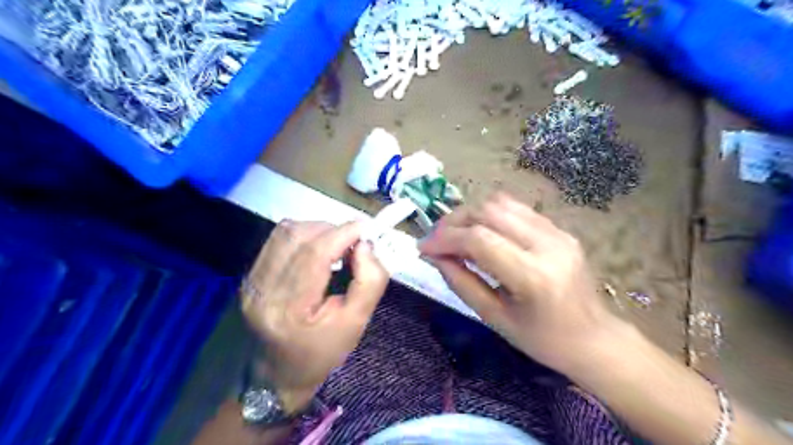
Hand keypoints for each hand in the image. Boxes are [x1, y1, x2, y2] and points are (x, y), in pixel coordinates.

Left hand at [243, 221, 388, 412]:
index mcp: (289, 309)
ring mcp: (251, 281)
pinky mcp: (249, 275)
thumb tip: (366, 244)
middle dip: (333, 230)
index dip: (344, 233)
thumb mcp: (357, 323)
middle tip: (353, 243)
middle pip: (298, 236)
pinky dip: (303, 236)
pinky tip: (316, 250)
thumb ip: (370, 281)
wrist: (278, 375)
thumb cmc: (322, 353)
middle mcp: (262, 289)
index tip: (367, 229)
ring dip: (317, 230)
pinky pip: (278, 240)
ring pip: (286, 232)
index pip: (315, 253)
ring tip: (336, 246)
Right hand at [418, 194, 621, 373]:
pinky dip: (490, 215)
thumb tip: (434, 256)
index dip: (444, 239)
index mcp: (533, 276)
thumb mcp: (495, 318)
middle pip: (488, 211)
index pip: (479, 239)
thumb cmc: (542, 340)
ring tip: (456, 234)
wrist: (594, 339)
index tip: (423, 247)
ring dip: (471, 214)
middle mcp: (548, 244)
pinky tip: (482, 232)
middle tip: (437, 240)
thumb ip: (461, 282)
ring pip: (501, 203)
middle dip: (454, 221)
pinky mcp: (560, 229)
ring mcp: (557, 232)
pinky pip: (516, 209)